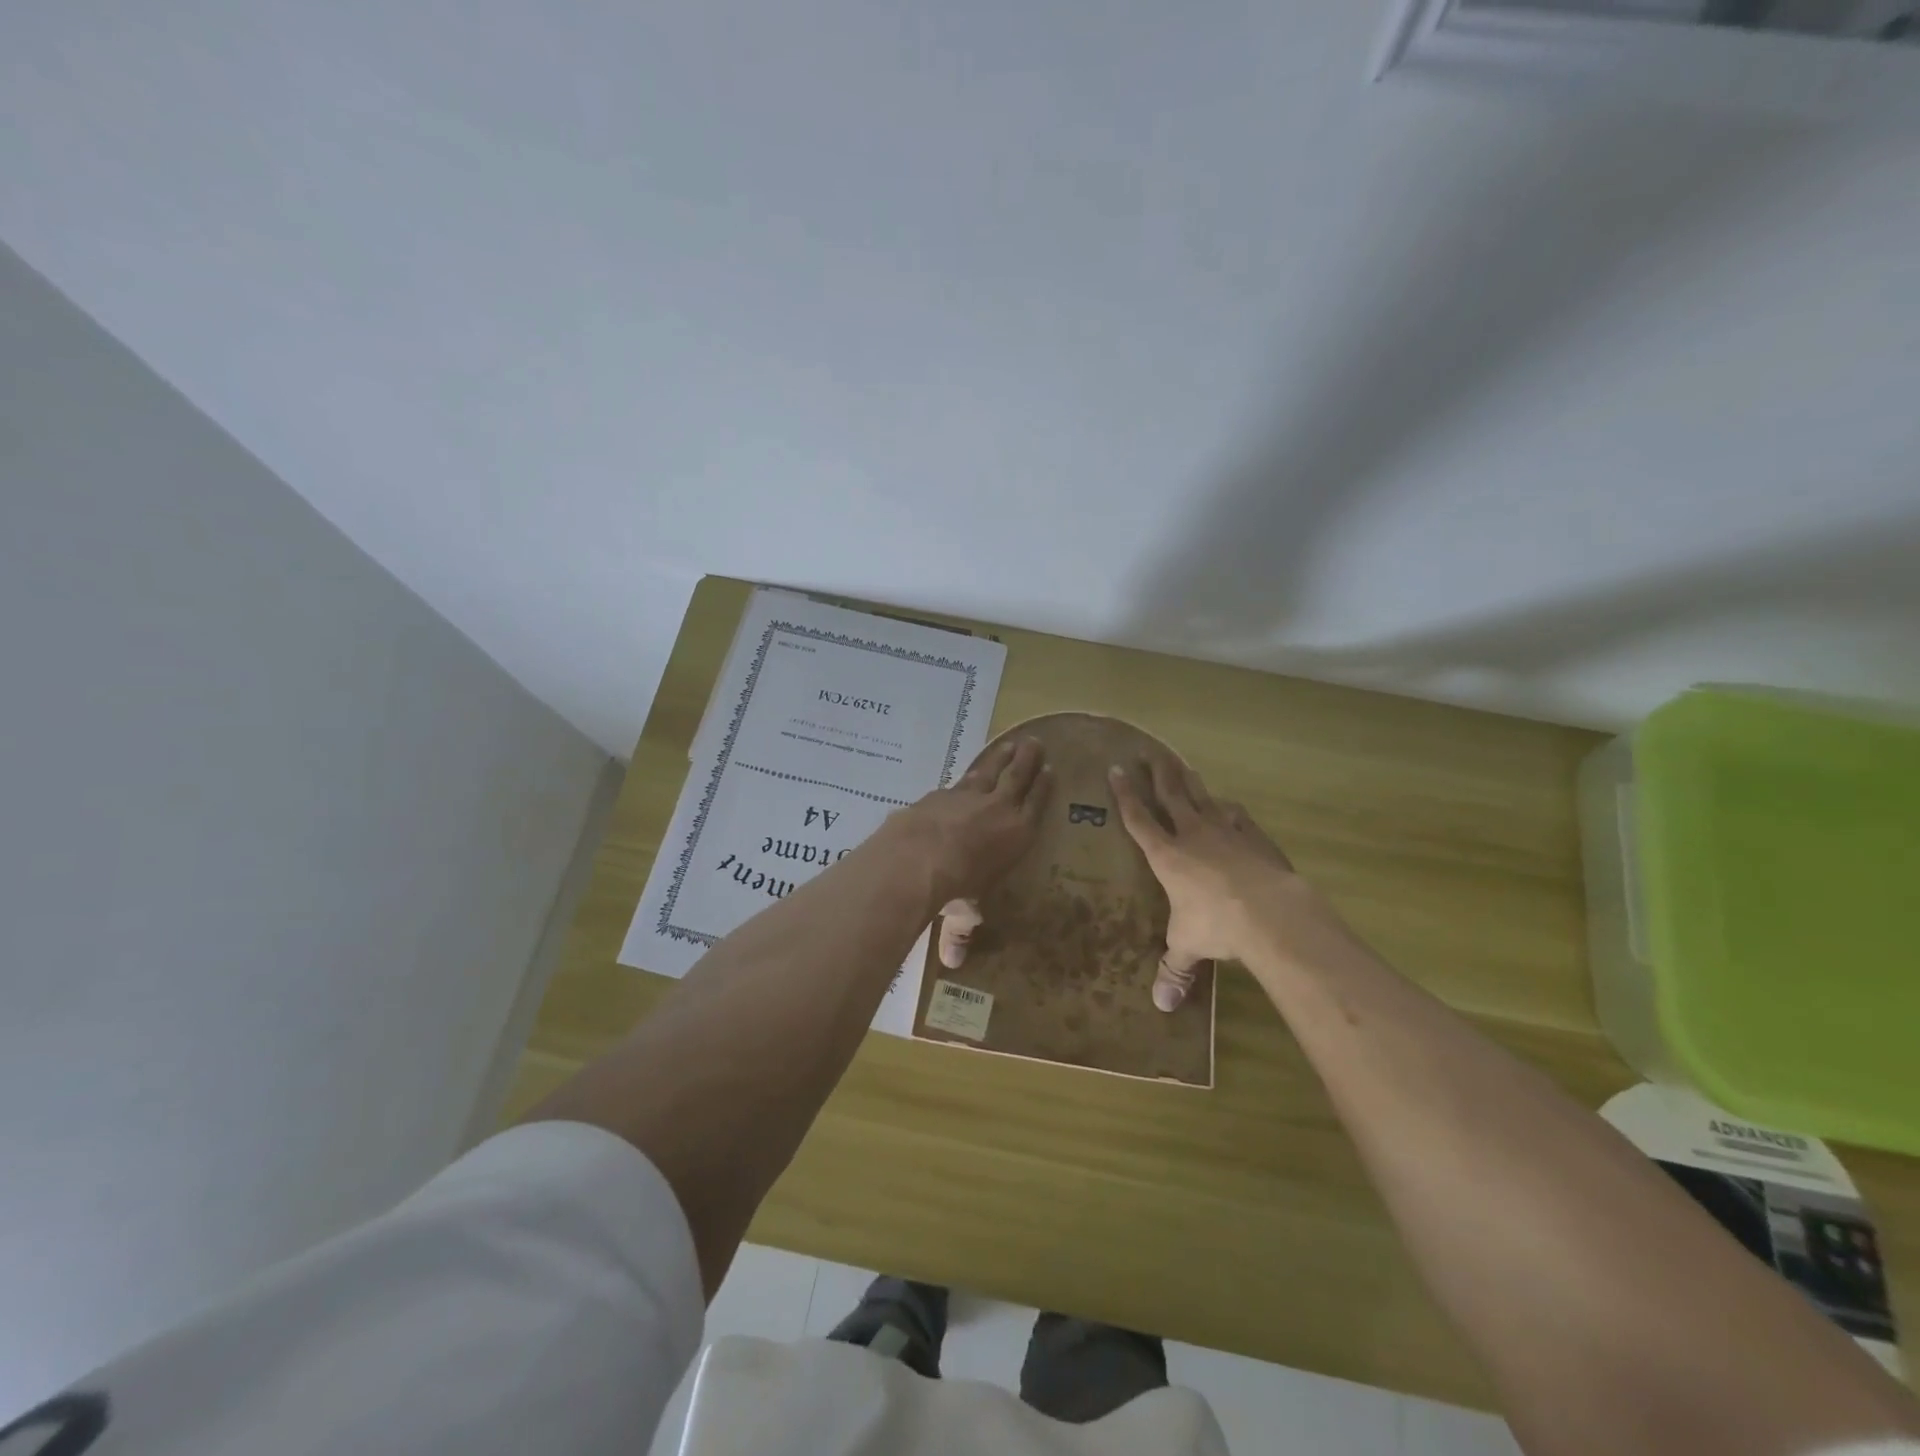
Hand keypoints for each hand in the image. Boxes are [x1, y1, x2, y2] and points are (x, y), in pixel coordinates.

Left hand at [882, 737, 1050, 921]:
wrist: (919, 857)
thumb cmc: (956, 887)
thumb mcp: (964, 912)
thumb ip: (961, 931)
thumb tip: (953, 963)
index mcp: (1017, 835)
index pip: (1036, 806)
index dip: (1043, 788)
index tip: (1050, 770)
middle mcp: (998, 809)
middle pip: (1018, 778)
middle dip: (1028, 761)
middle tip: (1036, 743)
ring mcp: (968, 796)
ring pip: (991, 770)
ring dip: (1001, 757)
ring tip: (1011, 743)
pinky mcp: (942, 792)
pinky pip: (962, 777)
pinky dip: (968, 772)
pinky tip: (967, 771)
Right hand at [1108, 748, 1300, 1010]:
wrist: (1270, 912)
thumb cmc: (1216, 925)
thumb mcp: (1188, 946)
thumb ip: (1174, 969)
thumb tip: (1161, 1006)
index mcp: (1166, 856)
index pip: (1139, 820)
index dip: (1125, 795)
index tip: (1115, 770)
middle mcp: (1192, 835)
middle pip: (1171, 796)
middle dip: (1157, 774)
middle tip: (1148, 752)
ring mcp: (1226, 832)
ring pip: (1203, 798)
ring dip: (1190, 782)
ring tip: (1182, 766)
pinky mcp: (1255, 838)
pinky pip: (1237, 816)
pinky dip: (1229, 809)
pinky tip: (1229, 806)